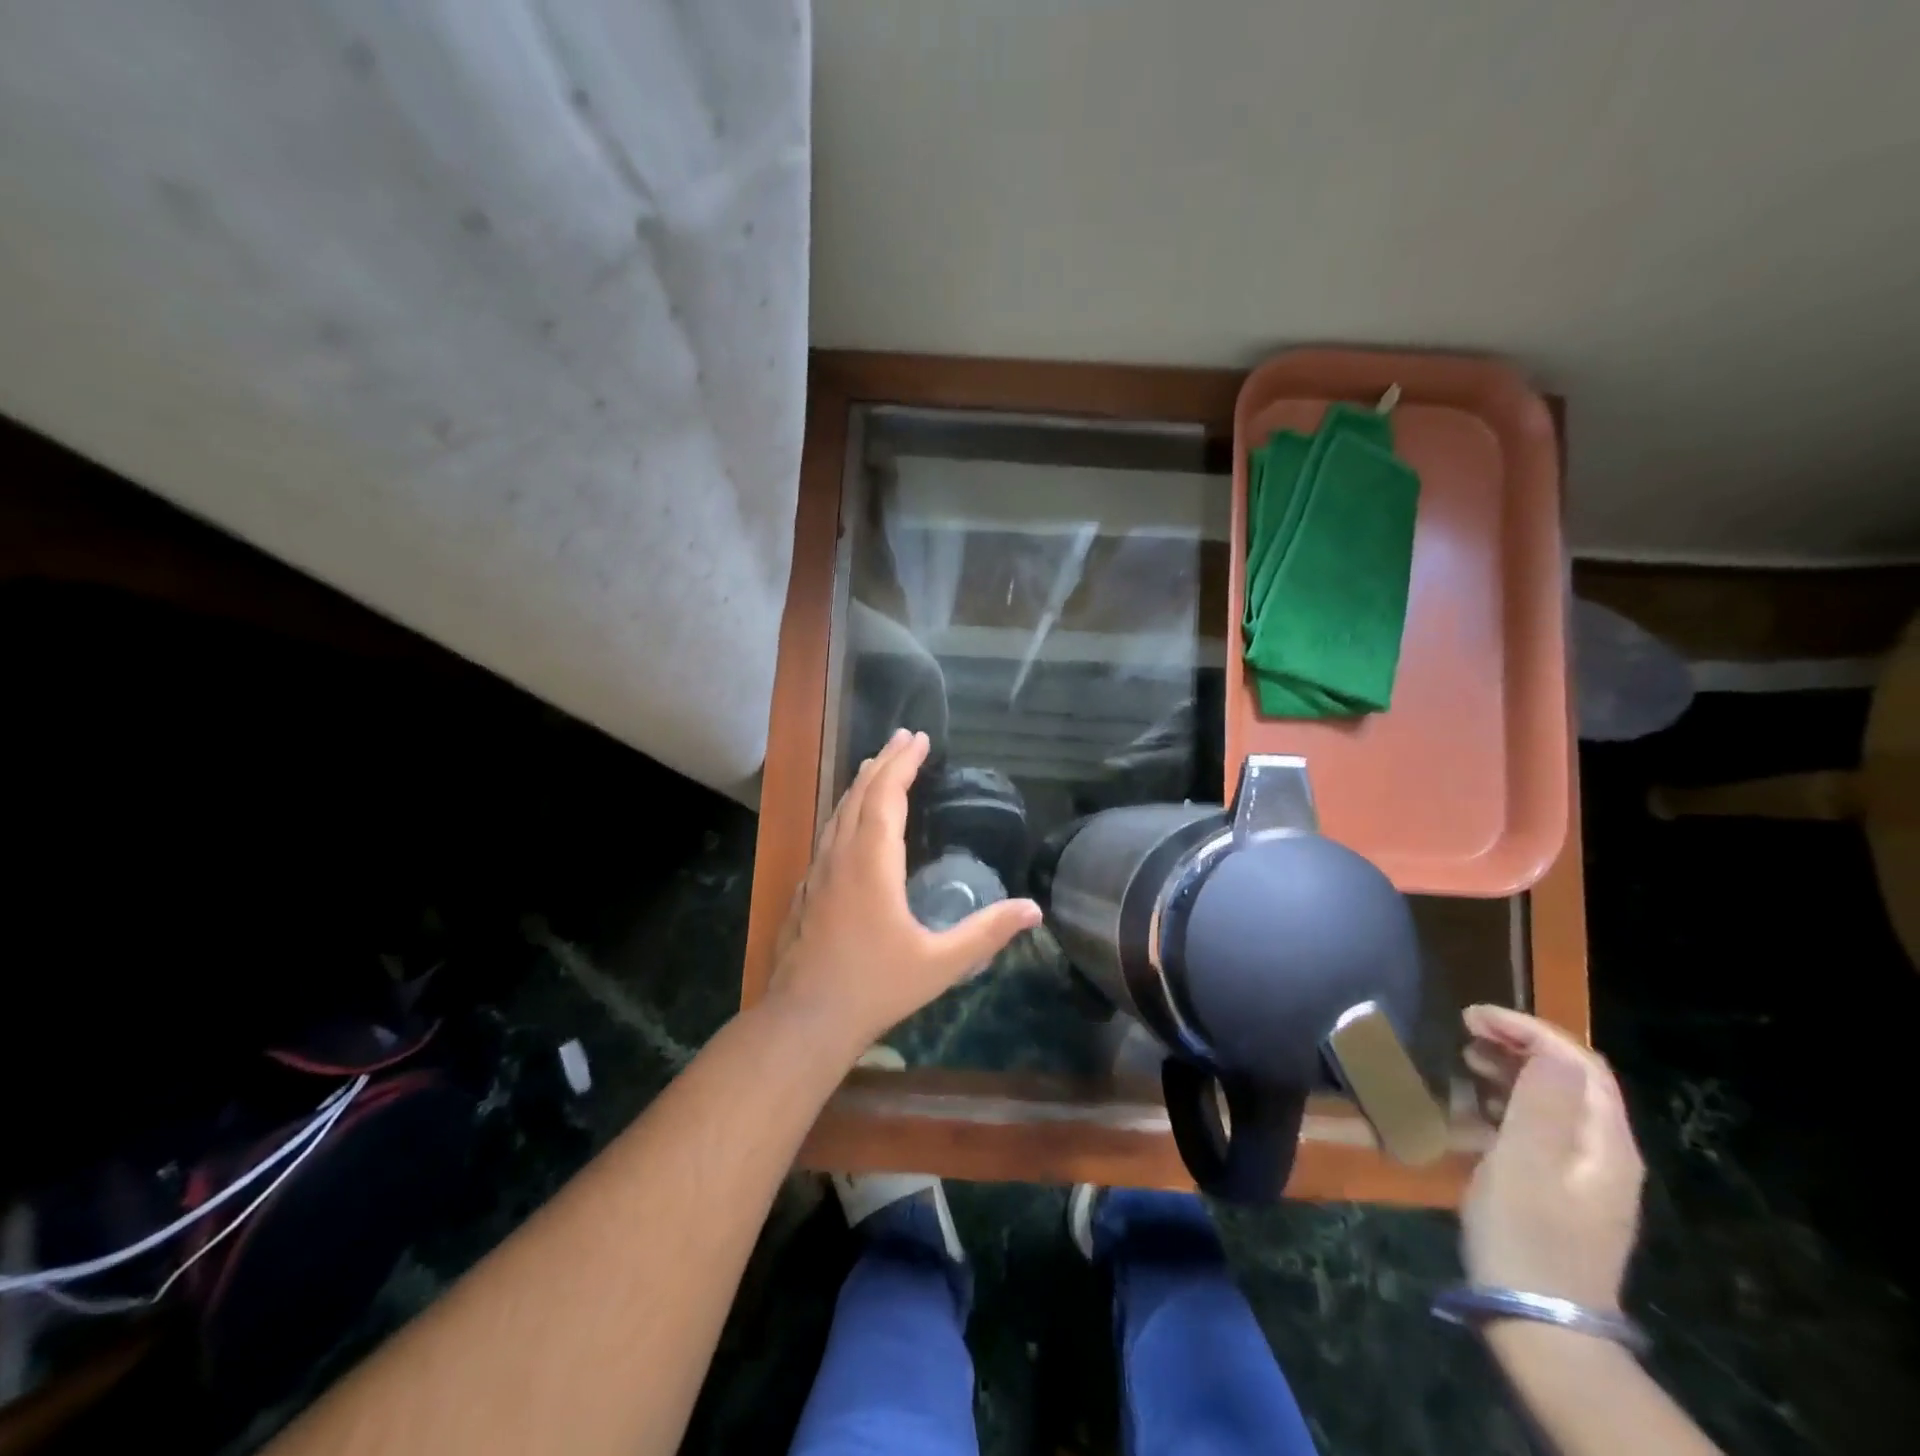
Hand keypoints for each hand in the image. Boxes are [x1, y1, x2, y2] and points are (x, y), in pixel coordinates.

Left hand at [767, 728, 1041, 1053]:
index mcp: (872, 864)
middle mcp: (841, 857)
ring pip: (839, 812)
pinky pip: (829, 833)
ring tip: (878, 764)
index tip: (919, 739)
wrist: (804, 1020)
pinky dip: (846, 810)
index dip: (903, 764)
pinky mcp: (806, 889)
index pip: (887, 797)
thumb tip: (1034, 909)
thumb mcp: (940, 964)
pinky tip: (851, 821)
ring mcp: (818, 872)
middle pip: (861, 794)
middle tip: (903, 736)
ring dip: (862, 783)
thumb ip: (986, 933)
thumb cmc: (876, 987)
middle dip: (883, 761)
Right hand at [1459, 1005, 1643, 1311]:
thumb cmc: (1526, 1232)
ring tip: (1467, 1058)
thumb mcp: (1525, 1162)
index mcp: (1604, 1142)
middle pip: (1571, 1077)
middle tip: (1465, 1031)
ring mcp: (1587, 1174)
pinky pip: (1542, 1126)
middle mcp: (1605, 1152)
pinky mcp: (1563, 1189)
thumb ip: (1541, 1103)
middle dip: (1521, 1043)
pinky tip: (1476, 1107)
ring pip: (1555, 1100)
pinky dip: (1509, 1101)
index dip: (1527, 1028)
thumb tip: (1550, 1049)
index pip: (1578, 1062)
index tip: (1472, 1016)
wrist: (1540, 1320)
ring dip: (1513, 1069)